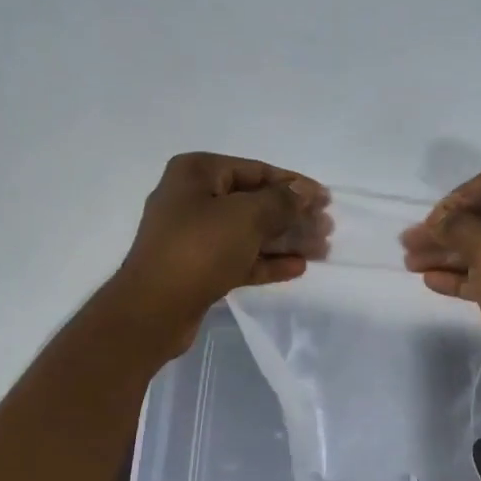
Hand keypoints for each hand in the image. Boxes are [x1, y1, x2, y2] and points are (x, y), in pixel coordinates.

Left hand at [111, 152, 328, 353]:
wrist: (153, 309)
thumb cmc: (199, 249)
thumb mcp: (246, 217)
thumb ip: (281, 201)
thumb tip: (304, 191)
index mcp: (197, 173)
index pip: (256, 170)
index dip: (294, 184)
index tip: (326, 199)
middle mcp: (192, 199)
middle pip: (254, 202)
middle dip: (292, 216)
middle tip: (327, 229)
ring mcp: (193, 236)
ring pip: (248, 233)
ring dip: (285, 240)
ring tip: (321, 250)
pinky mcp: (198, 268)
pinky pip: (239, 258)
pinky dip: (266, 261)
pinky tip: (297, 268)